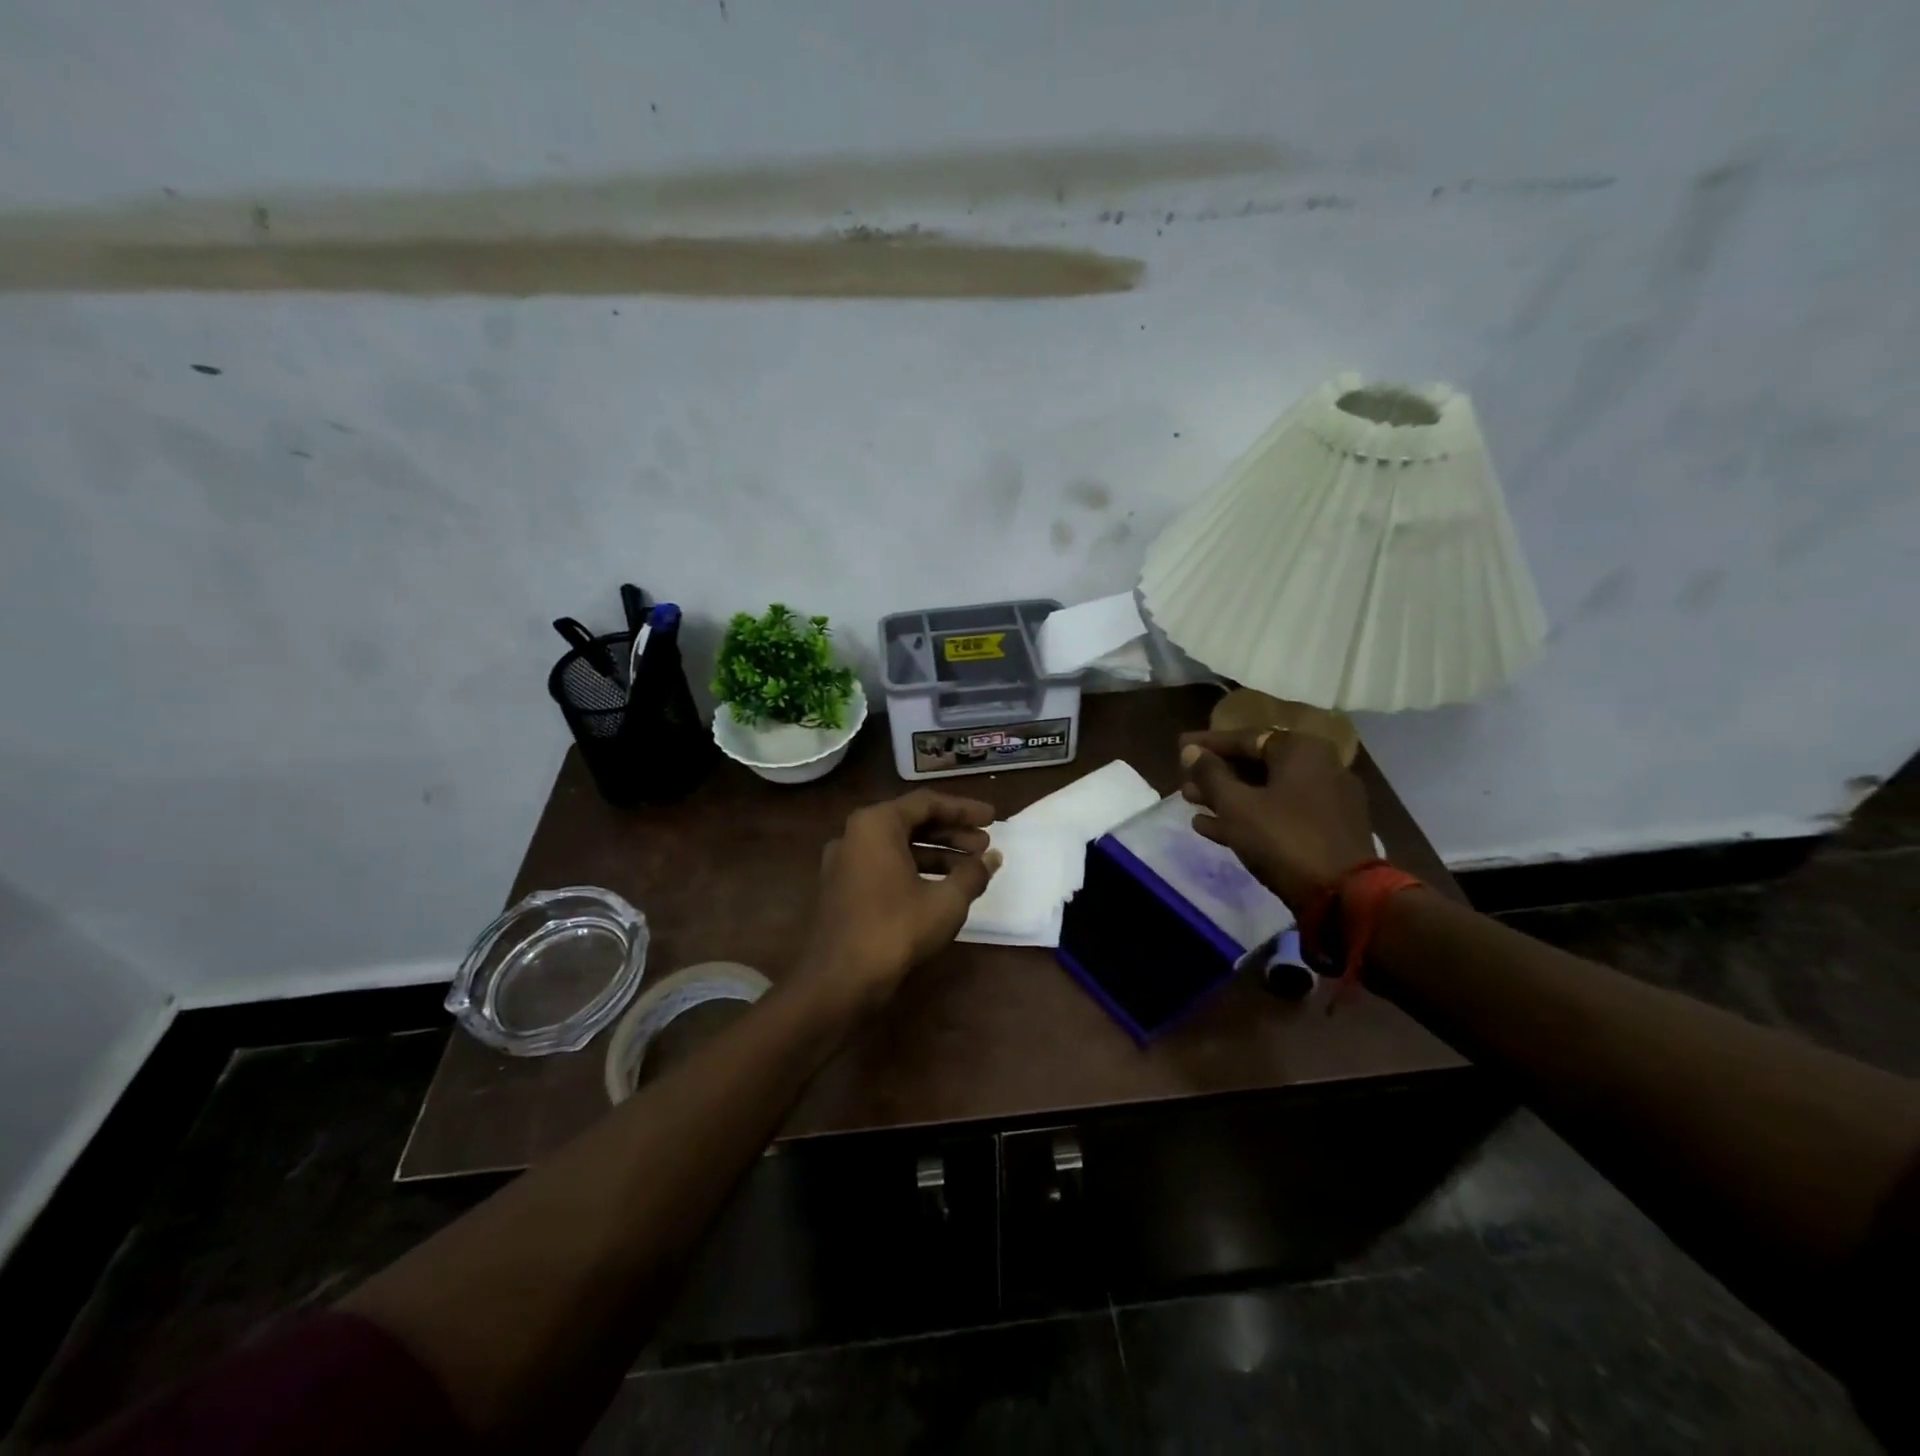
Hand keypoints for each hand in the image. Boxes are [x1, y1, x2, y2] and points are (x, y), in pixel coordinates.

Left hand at [794, 790, 1001, 1012]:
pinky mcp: (842, 888)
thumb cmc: (895, 929)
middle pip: (911, 822)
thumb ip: (973, 873)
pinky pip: (884, 866)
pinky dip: (914, 870)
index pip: (927, 803)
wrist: (839, 980)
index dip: (964, 810)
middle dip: (952, 833)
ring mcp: (844, 862)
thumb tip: (993, 858)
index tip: (993, 818)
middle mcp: (854, 835)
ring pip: (898, 846)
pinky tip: (941, 888)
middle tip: (984, 845)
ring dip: (936, 854)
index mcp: (875, 824)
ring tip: (971, 868)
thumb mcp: (946, 901)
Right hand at [1179, 728, 1376, 912]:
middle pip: (1257, 764)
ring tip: (1191, 803)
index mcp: (1301, 750)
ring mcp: (1327, 800)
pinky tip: (1213, 827)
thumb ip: (1210, 774)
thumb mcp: (1236, 805)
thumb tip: (1191, 750)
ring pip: (1267, 790)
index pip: (1245, 738)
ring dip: (1228, 797)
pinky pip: (1281, 813)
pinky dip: (1250, 816)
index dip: (1208, 744)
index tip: (1179, 747)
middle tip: (1184, 780)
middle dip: (1216, 774)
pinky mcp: (1328, 829)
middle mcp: (1320, 766)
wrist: (1343, 896)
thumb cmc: (1283, 839)